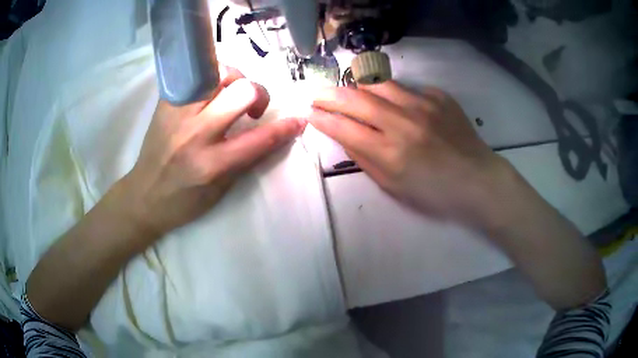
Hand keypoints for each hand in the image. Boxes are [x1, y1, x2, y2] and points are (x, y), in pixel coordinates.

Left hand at [121, 67, 304, 236]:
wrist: (143, 195)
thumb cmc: (184, 201)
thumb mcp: (221, 190)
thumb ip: (247, 159)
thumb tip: (275, 133)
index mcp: (210, 164)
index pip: (259, 139)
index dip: (285, 128)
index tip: (299, 119)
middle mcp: (194, 134)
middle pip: (241, 91)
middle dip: (258, 94)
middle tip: (253, 107)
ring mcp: (177, 114)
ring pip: (218, 73)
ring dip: (234, 79)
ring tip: (230, 94)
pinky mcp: (166, 102)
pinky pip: (197, 74)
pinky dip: (211, 76)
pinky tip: (210, 91)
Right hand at [309, 81, 509, 227]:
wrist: (477, 179)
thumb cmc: (434, 192)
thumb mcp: (393, 186)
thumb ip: (364, 158)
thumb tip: (343, 134)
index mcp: (390, 153)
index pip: (343, 127)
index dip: (322, 118)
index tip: (311, 113)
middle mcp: (403, 123)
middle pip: (355, 98)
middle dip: (329, 95)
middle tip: (319, 95)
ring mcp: (423, 105)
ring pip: (378, 84)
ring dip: (358, 87)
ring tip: (352, 92)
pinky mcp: (439, 96)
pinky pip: (407, 88)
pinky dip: (394, 95)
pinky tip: (397, 105)